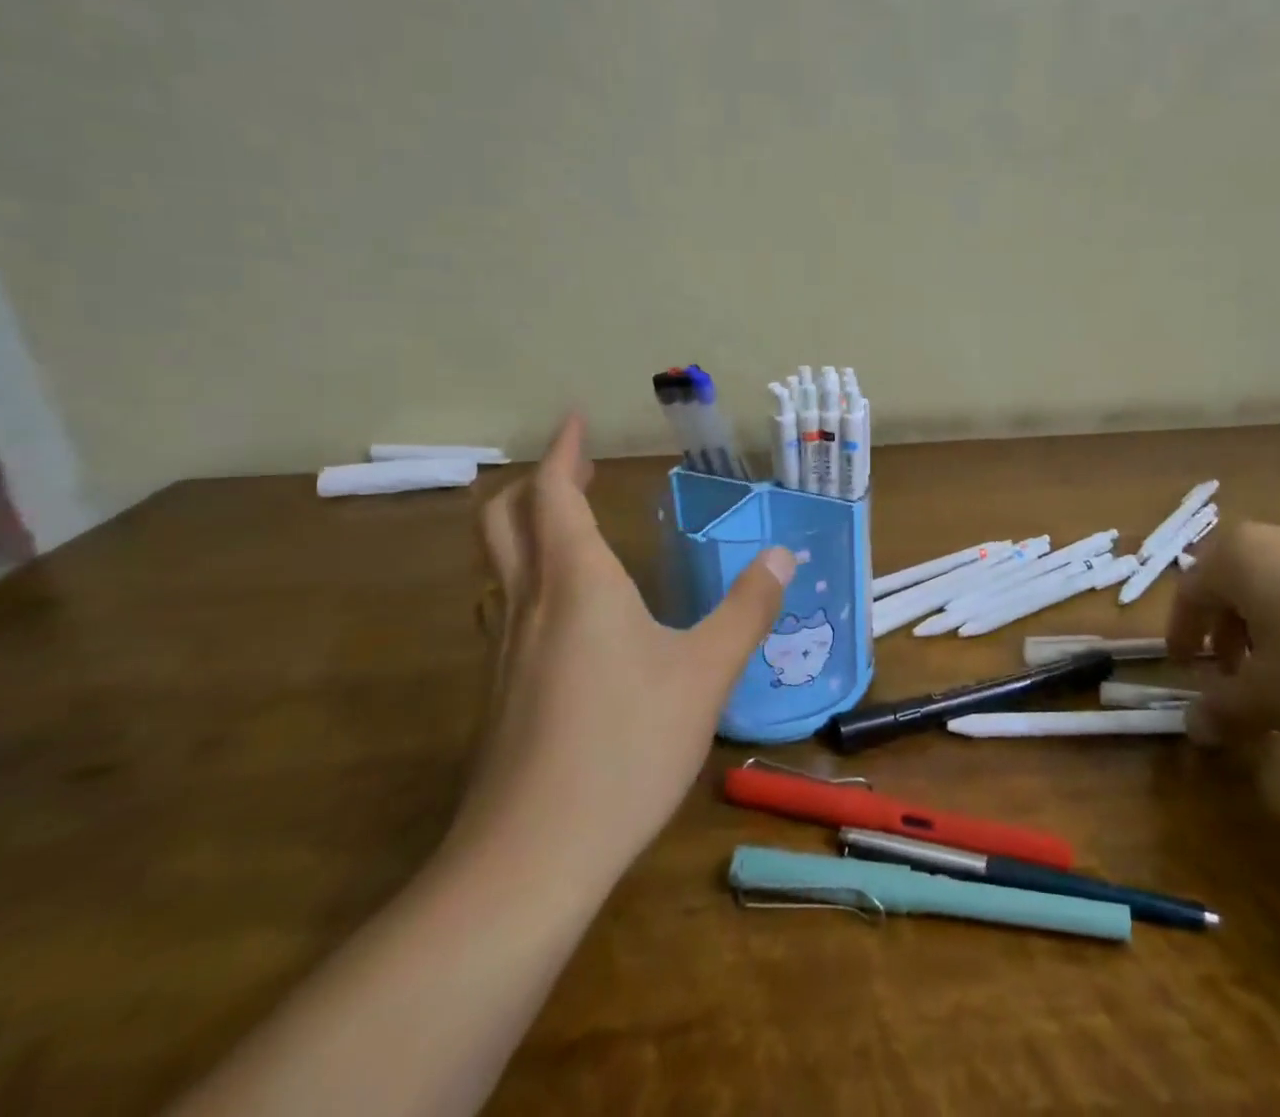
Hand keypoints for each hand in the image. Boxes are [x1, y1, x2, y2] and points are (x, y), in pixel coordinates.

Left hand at [452, 415, 793, 882]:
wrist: (530, 858)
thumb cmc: (626, 746)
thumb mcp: (707, 672)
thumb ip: (748, 608)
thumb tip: (783, 553)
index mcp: (577, 582)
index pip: (553, 493)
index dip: (562, 451)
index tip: (575, 420)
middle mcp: (529, 602)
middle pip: (504, 519)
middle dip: (536, 482)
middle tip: (574, 468)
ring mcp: (503, 649)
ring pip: (497, 565)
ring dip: (523, 528)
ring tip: (566, 526)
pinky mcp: (497, 691)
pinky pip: (503, 607)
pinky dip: (526, 577)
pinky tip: (563, 611)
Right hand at [1166, 521, 1279, 745]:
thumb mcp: (1274, 697)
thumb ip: (1225, 709)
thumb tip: (1192, 727)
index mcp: (1238, 557)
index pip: (1189, 591)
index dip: (1180, 632)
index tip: (1183, 666)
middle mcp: (1277, 538)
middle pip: (1232, 583)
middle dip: (1225, 631)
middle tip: (1233, 674)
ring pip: (1277, 584)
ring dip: (1267, 627)